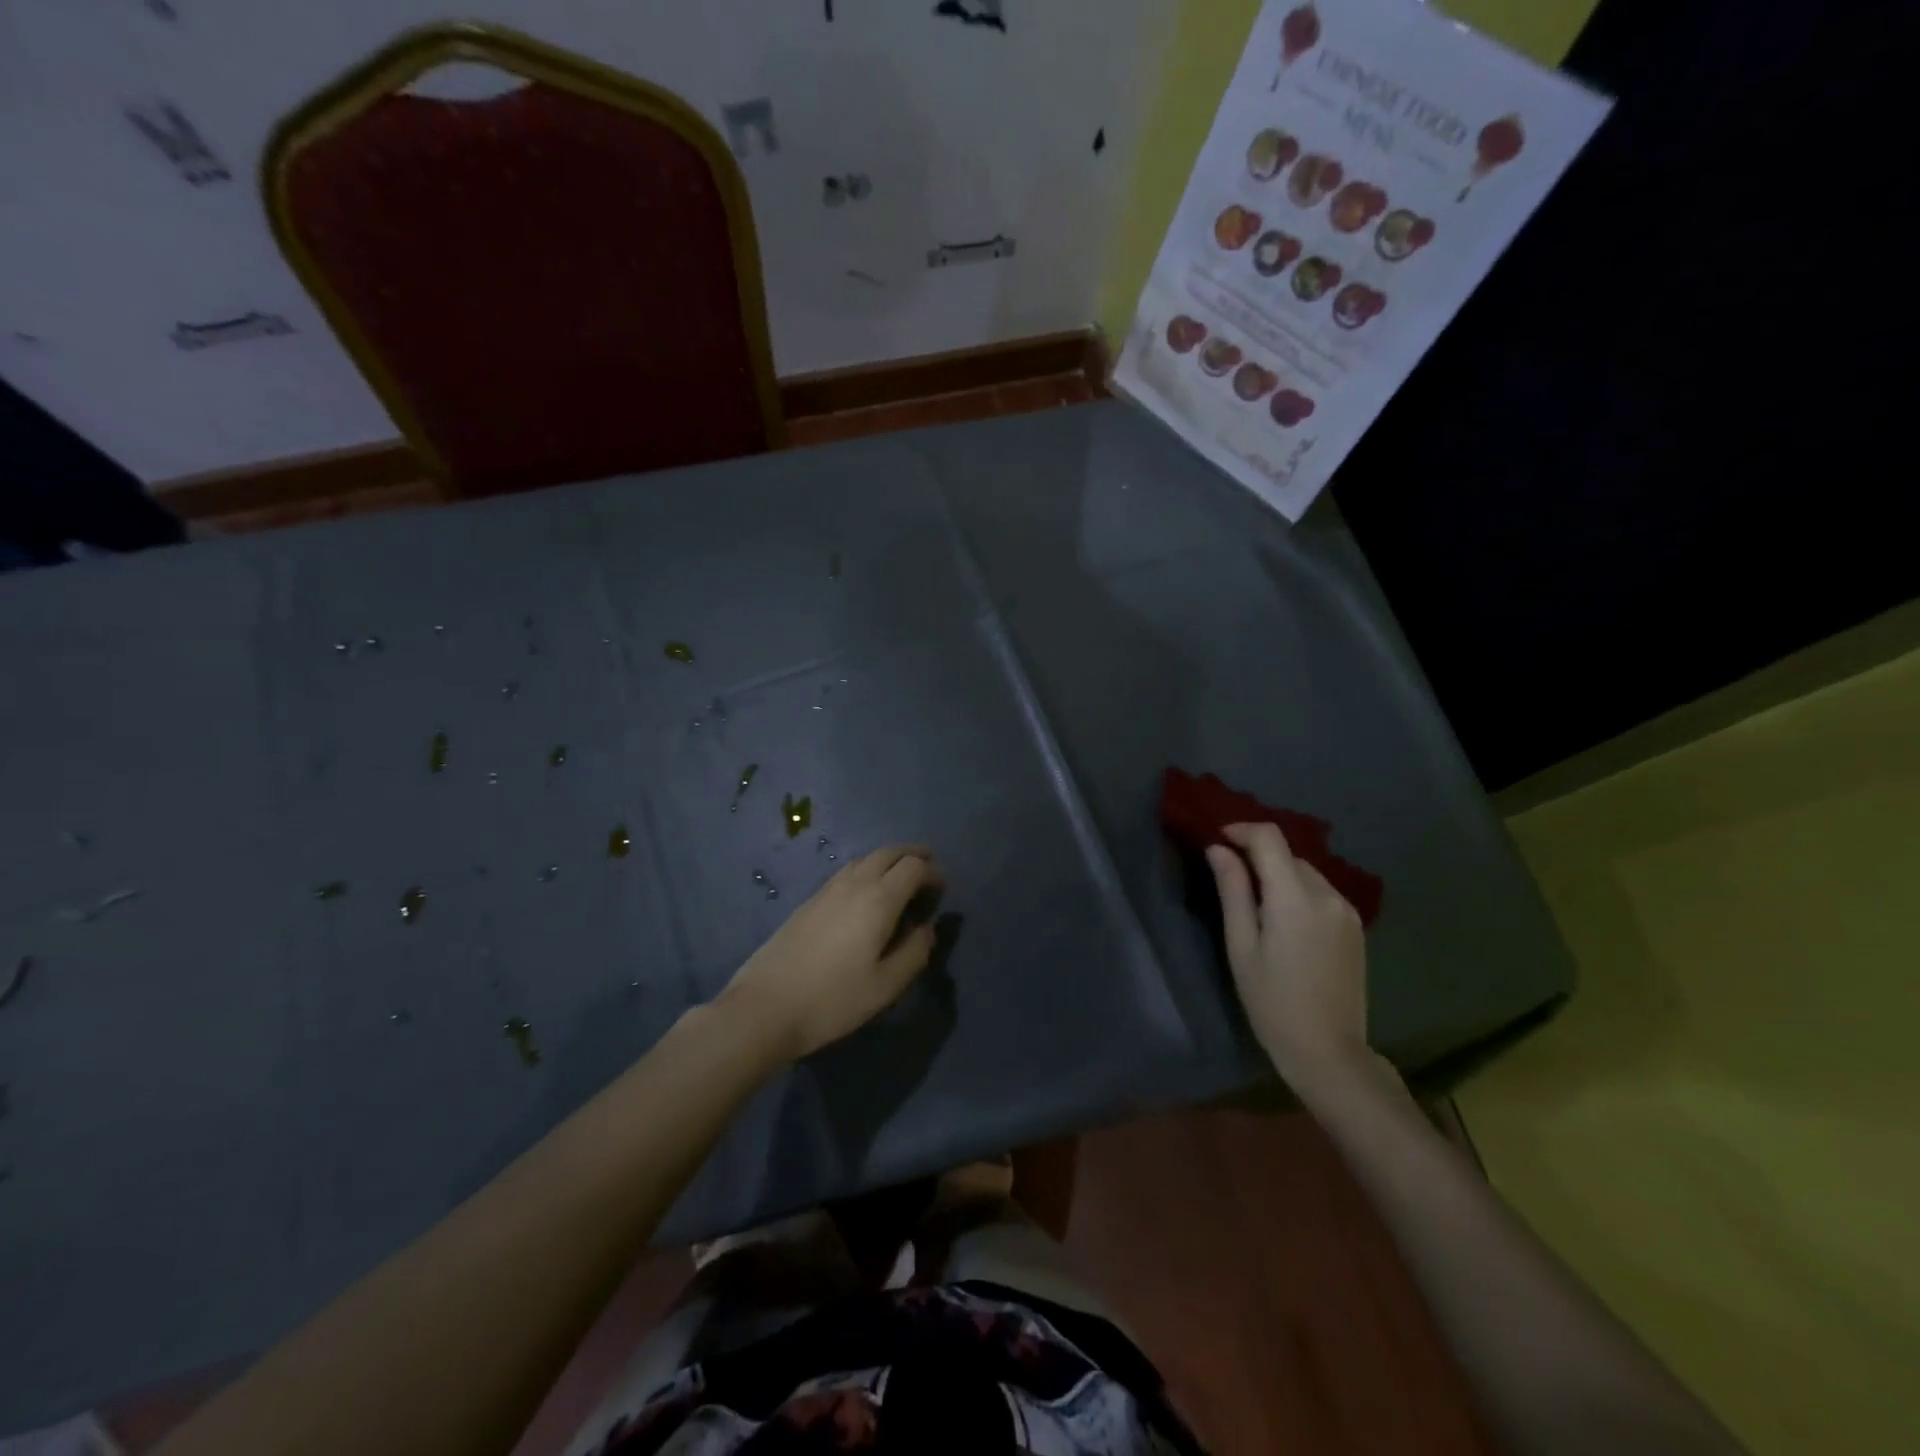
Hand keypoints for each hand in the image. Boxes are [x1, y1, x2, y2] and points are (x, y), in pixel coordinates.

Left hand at [720, 844, 943, 1059]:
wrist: (764, 1007)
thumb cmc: (832, 999)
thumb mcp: (885, 986)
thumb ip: (914, 953)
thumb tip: (926, 929)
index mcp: (878, 899)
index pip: (913, 867)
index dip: (933, 872)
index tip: (942, 891)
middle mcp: (853, 884)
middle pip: (888, 852)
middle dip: (913, 855)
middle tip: (929, 868)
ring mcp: (827, 890)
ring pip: (865, 859)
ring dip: (888, 861)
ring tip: (900, 880)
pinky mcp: (809, 902)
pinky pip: (847, 872)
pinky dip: (867, 871)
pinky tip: (867, 896)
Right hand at [1207, 822, 1374, 1094]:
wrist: (1328, 1051)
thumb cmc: (1272, 1002)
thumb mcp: (1241, 947)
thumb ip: (1232, 892)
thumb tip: (1219, 849)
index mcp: (1296, 898)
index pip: (1270, 838)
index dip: (1241, 830)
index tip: (1218, 841)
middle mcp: (1328, 895)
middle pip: (1288, 855)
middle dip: (1257, 857)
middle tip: (1229, 879)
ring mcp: (1348, 911)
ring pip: (1305, 873)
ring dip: (1279, 875)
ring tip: (1255, 905)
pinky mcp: (1356, 927)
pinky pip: (1321, 893)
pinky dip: (1298, 893)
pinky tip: (1284, 923)